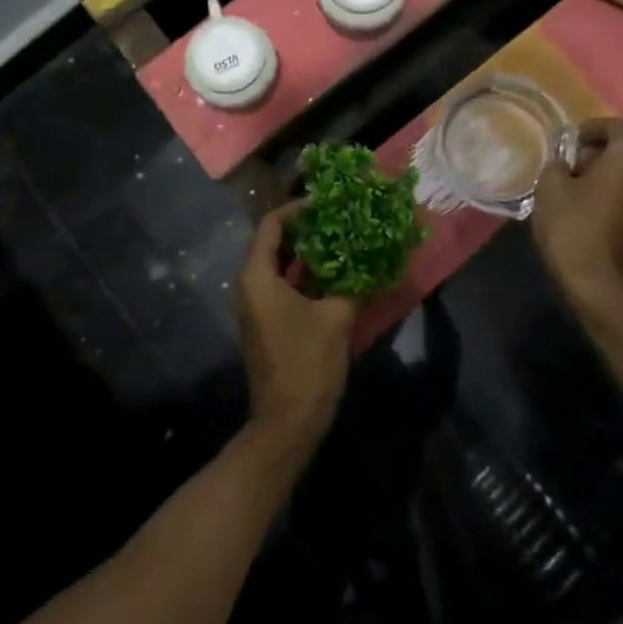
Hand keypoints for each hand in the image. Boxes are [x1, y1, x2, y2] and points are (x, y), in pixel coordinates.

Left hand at [237, 202, 357, 460]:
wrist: (287, 421)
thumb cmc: (308, 363)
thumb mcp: (337, 317)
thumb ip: (353, 282)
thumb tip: (373, 258)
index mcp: (257, 276)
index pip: (272, 224)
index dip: (298, 208)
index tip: (328, 201)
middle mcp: (249, 284)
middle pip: (274, 241)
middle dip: (306, 228)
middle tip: (340, 217)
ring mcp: (255, 304)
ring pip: (279, 263)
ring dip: (307, 251)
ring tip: (342, 238)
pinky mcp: (265, 320)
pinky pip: (281, 283)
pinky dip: (304, 273)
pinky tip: (335, 272)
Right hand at [532, 119, 622, 310]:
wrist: (596, 283)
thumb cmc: (572, 225)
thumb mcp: (550, 185)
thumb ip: (558, 163)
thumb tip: (566, 164)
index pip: (611, 126)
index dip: (586, 129)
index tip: (564, 142)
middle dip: (595, 153)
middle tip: (566, 166)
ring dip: (604, 175)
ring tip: (574, 188)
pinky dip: (611, 194)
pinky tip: (587, 208)